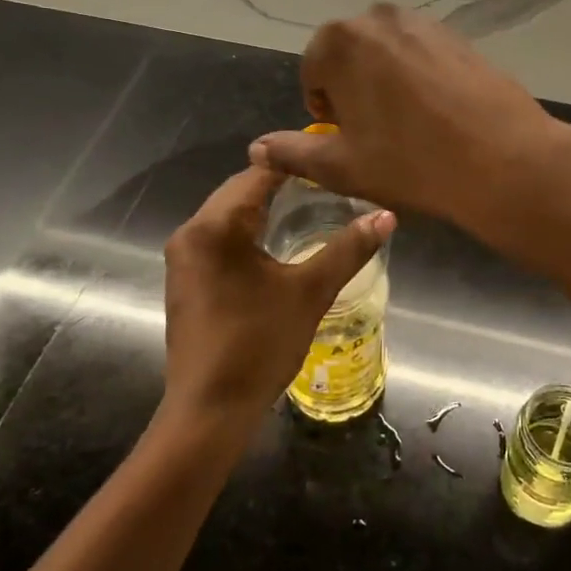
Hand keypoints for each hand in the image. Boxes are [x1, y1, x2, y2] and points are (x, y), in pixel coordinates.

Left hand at [161, 166, 393, 434]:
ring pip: (228, 214)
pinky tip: (276, 242)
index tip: (332, 160)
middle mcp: (190, 232)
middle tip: (327, 184)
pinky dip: (247, 231)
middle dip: (281, 184)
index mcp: (215, 226)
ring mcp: (183, 257)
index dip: (296, 163)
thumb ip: (348, 249)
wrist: (209, 410)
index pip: (258, 173)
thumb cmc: (258, 344)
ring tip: (309, 206)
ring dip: (263, 208)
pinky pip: (218, 237)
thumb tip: (387, 216)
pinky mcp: (185, 279)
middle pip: (239, 190)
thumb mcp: (310, 292)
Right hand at [248, 4, 570, 236]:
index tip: (348, 138)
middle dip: (354, 90)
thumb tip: (256, 147)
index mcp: (339, 41)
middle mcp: (378, 18)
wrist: (502, 159)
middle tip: (377, 133)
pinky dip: (419, 78)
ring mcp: (424, 22)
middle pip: (349, 56)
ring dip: (386, 82)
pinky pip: (422, 55)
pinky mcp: (459, 35)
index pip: (313, 72)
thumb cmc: (410, 162)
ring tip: (409, 124)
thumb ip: (292, 152)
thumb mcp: (341, 166)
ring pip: (387, 54)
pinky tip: (438, 113)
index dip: (325, 109)